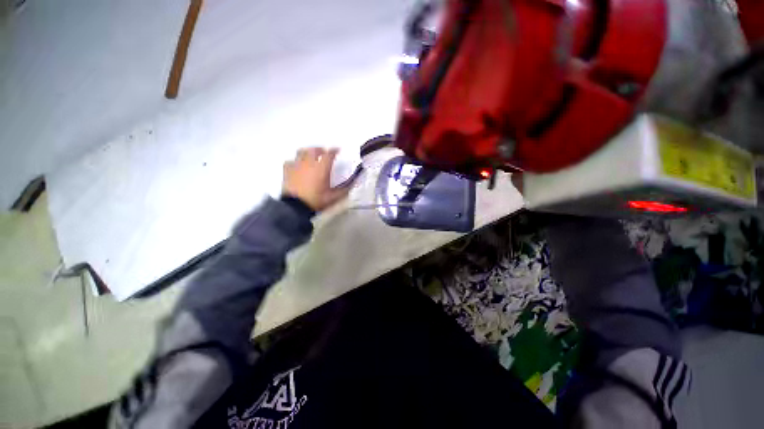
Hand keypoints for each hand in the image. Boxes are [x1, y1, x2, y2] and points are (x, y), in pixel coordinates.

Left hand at [282, 147, 351, 211]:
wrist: (295, 207)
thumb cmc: (315, 200)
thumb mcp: (333, 197)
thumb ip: (344, 190)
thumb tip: (353, 183)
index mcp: (321, 168)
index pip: (329, 155)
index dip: (334, 151)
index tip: (337, 150)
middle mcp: (309, 163)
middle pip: (314, 150)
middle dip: (320, 149)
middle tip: (324, 152)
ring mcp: (297, 166)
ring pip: (301, 152)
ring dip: (307, 152)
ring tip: (310, 156)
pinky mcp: (287, 171)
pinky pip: (290, 161)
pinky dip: (295, 161)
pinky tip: (297, 165)